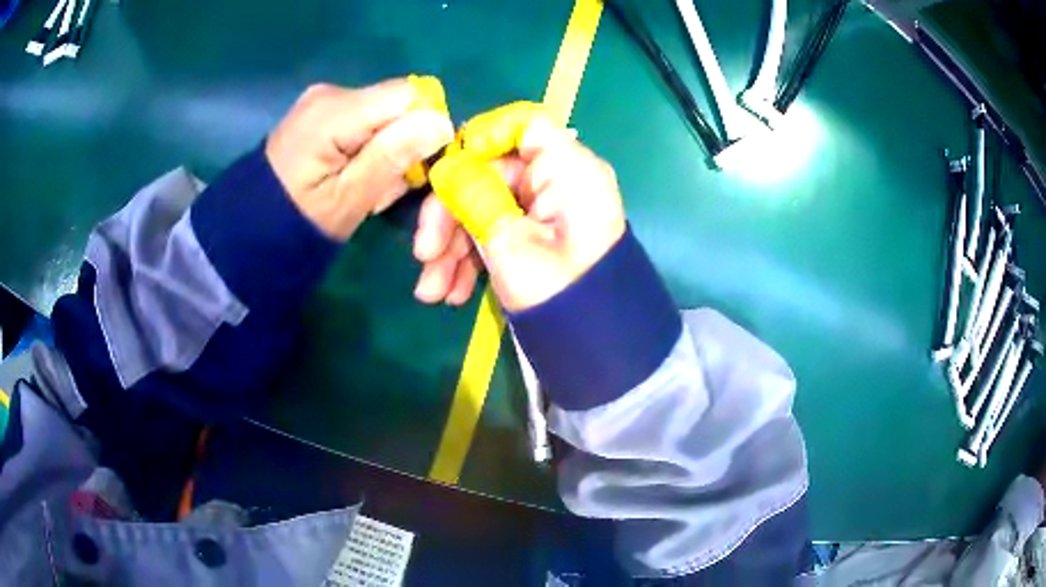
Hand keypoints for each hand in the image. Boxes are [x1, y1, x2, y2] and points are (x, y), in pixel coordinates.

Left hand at [266, 80, 453, 240]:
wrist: (249, 230)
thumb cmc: (297, 224)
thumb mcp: (348, 199)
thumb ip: (391, 156)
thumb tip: (440, 122)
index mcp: (335, 112)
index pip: (409, 94)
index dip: (424, 126)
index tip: (414, 166)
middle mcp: (330, 94)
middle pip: (397, 104)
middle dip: (403, 143)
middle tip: (381, 187)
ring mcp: (323, 100)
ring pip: (384, 114)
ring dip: (386, 149)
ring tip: (362, 186)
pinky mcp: (320, 111)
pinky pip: (365, 120)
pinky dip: (368, 147)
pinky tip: (350, 173)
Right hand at [413, 119, 625, 310]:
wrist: (597, 349)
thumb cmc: (560, 293)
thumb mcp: (510, 244)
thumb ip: (474, 198)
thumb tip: (446, 170)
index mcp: (566, 168)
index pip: (521, 126)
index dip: (477, 141)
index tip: (444, 175)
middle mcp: (558, 180)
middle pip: (489, 175)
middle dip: (449, 217)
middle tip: (423, 257)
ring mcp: (548, 210)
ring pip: (487, 208)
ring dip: (454, 248)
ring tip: (432, 292)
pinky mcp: (538, 236)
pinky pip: (498, 232)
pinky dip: (473, 259)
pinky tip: (452, 293)